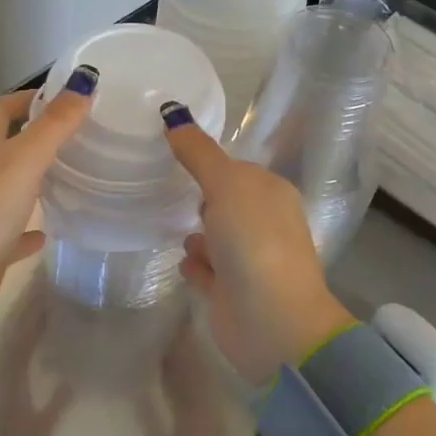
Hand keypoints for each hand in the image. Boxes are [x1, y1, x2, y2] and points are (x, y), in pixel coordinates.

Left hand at [0, 71, 96, 308]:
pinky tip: (48, 231)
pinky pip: (9, 228)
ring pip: (6, 184)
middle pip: (2, 144)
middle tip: (73, 135)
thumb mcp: (26, 159)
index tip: (63, 99)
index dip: (26, 98)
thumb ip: (56, 123)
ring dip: (31, 178)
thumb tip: (84, 80)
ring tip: (67, 176)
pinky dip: (27, 226)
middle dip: (33, 135)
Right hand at [160, 105, 354, 386]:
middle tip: (163, 185)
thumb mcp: (227, 184)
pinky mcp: (230, 292)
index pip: (236, 168)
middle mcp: (262, 224)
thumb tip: (172, 114)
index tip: (171, 152)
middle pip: (226, 203)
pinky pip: (207, 270)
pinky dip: (195, 264)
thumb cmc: (255, 242)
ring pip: (215, 237)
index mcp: (270, 193)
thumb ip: (199, 153)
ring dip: (197, 232)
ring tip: (168, 222)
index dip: (208, 161)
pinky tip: (181, 261)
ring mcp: (247, 260)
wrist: (272, 321)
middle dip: (201, 196)